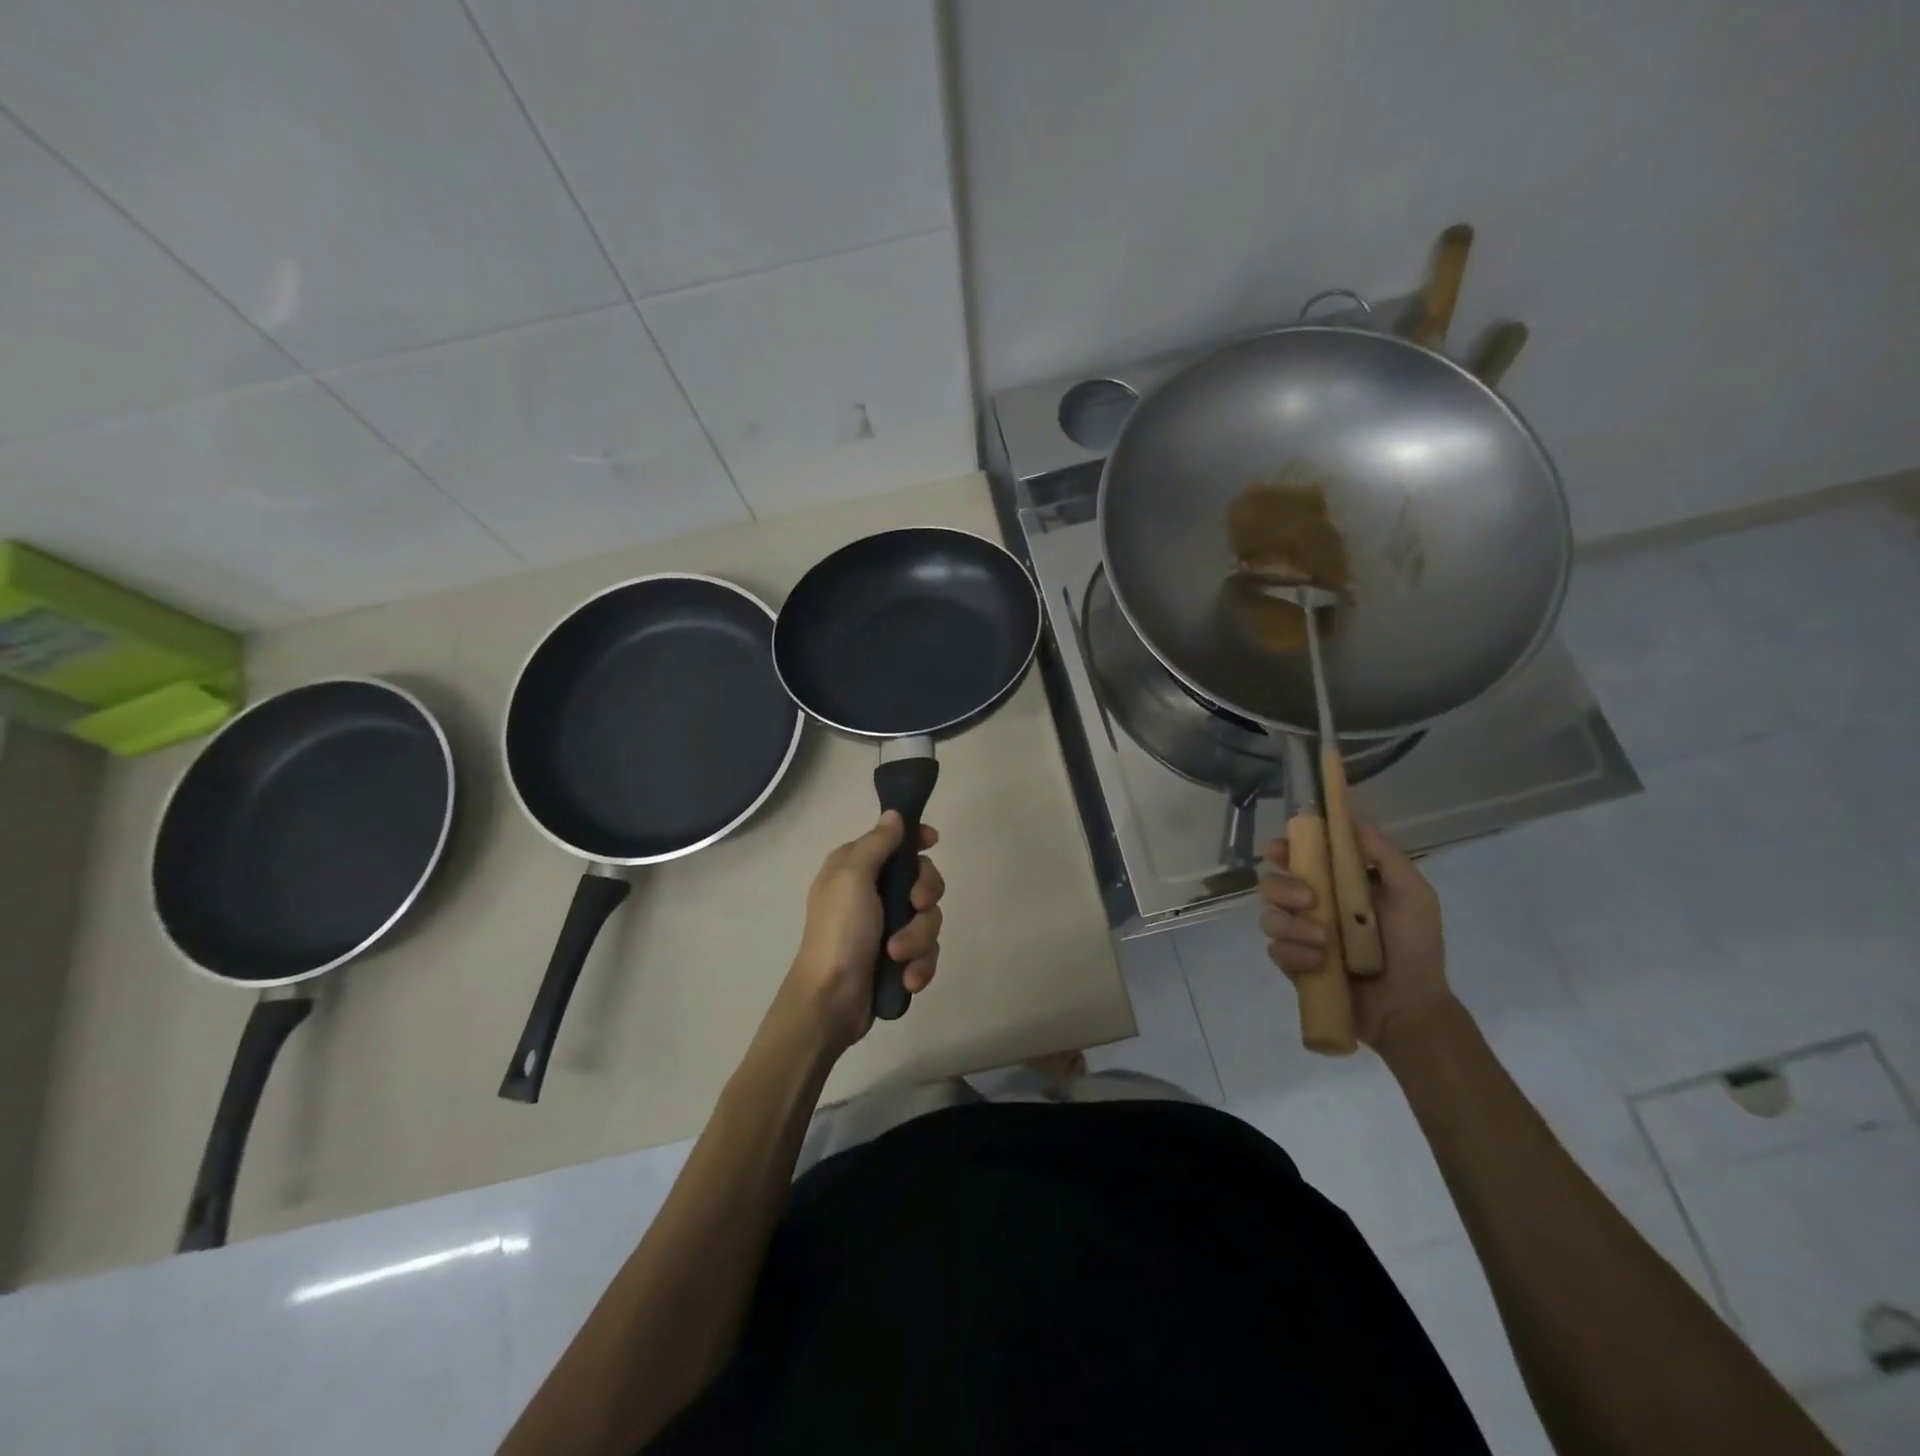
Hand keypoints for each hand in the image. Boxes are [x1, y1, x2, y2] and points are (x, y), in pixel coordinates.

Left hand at [783, 811, 944, 1053]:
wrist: (830, 1001)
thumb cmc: (838, 931)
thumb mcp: (851, 877)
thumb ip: (877, 843)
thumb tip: (894, 815)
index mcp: (856, 868)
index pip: (895, 841)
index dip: (917, 840)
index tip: (933, 843)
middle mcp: (873, 893)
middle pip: (923, 880)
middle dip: (924, 896)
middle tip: (913, 907)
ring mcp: (887, 927)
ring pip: (929, 919)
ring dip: (918, 938)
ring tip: (897, 956)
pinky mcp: (899, 959)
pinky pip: (927, 952)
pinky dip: (920, 965)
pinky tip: (907, 979)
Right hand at [1258, 820, 1453, 1055]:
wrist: (1409, 1009)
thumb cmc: (1414, 948)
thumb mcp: (1413, 895)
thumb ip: (1385, 855)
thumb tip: (1350, 818)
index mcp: (1339, 884)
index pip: (1300, 856)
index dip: (1284, 848)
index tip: (1278, 849)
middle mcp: (1313, 905)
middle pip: (1272, 882)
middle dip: (1283, 887)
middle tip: (1309, 902)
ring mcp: (1300, 936)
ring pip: (1269, 917)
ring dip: (1293, 927)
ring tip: (1325, 944)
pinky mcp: (1293, 964)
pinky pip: (1275, 950)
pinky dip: (1296, 955)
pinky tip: (1319, 966)